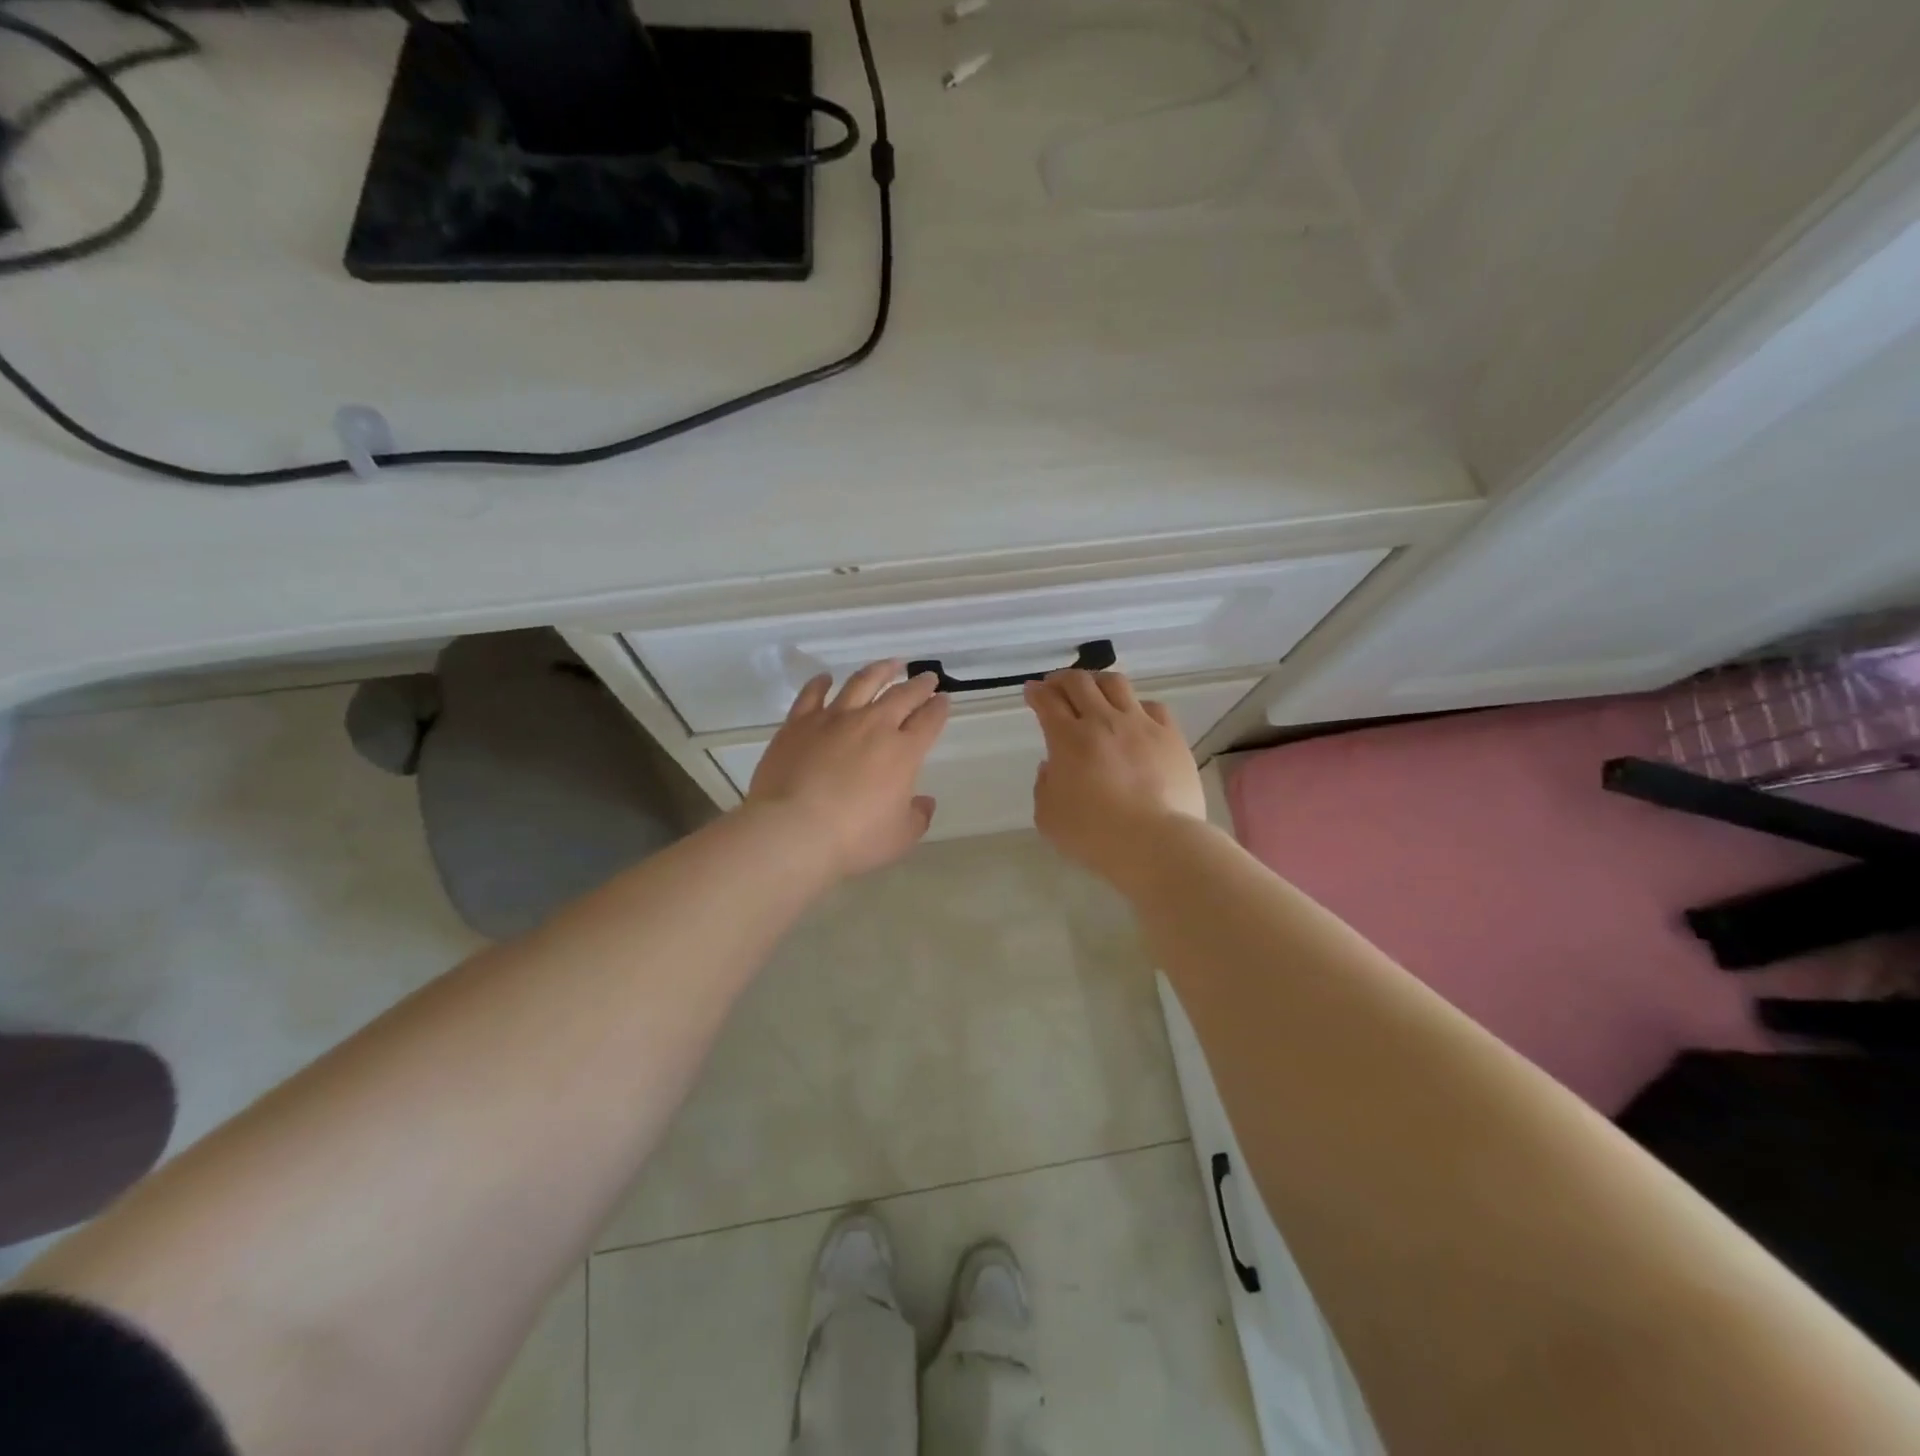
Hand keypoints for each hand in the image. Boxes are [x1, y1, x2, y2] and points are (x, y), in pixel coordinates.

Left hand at [745, 660, 950, 878]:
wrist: (793, 830)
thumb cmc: (853, 839)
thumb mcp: (899, 837)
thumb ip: (917, 817)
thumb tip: (923, 802)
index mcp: (903, 752)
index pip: (929, 721)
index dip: (939, 708)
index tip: (943, 699)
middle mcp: (873, 725)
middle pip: (902, 695)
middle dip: (919, 685)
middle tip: (927, 677)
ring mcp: (834, 719)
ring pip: (862, 683)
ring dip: (880, 671)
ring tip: (890, 664)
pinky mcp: (799, 723)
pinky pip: (812, 694)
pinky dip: (821, 683)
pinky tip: (826, 678)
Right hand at [1025, 669, 1207, 886]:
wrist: (1155, 842)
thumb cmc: (1094, 835)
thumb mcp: (1049, 818)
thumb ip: (1045, 787)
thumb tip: (1054, 767)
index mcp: (1068, 739)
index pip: (1047, 702)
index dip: (1036, 692)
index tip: (1032, 691)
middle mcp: (1102, 721)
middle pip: (1079, 683)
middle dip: (1062, 679)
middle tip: (1055, 685)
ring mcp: (1140, 724)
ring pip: (1116, 684)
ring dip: (1098, 681)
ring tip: (1093, 688)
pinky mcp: (1170, 736)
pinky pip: (1153, 706)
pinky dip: (1137, 705)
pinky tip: (1135, 715)